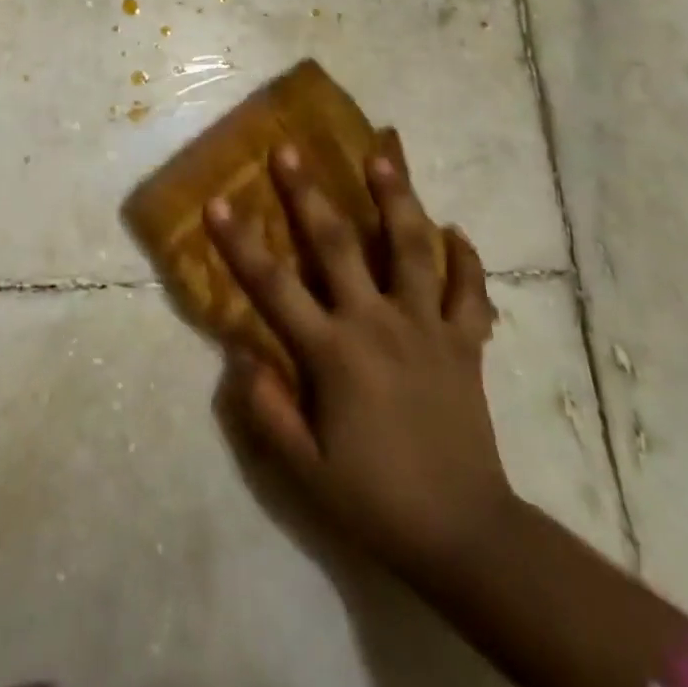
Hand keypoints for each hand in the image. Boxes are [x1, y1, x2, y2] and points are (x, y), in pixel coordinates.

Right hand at [206, 140, 510, 585]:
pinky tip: (457, 230)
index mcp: (334, 353)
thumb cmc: (376, 500)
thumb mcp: (304, 470)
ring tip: (383, 155)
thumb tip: (241, 356)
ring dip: (397, 199)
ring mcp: (427, 328)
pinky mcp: (466, 344)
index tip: (217, 202)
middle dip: (309, 194)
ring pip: (413, 249)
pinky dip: (466, 259)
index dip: (240, 243)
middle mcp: (378, 324)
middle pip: (339, 245)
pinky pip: (470, 292)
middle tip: (291, 150)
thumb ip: (267, 410)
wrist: (466, 536)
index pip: (274, 285)